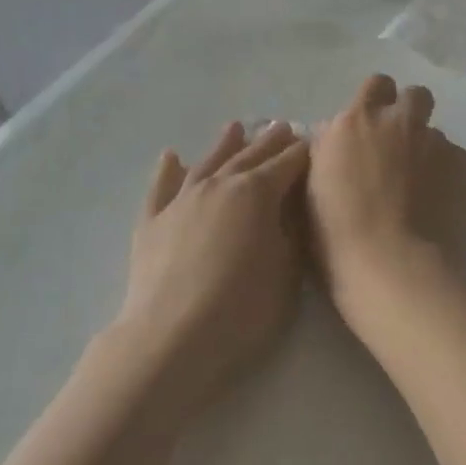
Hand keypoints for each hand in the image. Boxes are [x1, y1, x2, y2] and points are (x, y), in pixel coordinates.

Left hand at [121, 121, 309, 412]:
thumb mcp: (287, 272)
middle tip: (282, 127)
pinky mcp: (152, 222)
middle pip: (249, 156)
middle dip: (269, 141)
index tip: (314, 144)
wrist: (172, 337)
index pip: (287, 164)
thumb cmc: (242, 309)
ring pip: (207, 162)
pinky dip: (168, 169)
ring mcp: (181, 200)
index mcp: (257, 193)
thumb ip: (292, 232)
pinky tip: (171, 156)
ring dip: (224, 144)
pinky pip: (160, 187)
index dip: (302, 153)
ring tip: (235, 127)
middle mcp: (219, 185)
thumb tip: (291, 206)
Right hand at [308, 76, 465, 328]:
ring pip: (436, 132)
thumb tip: (335, 137)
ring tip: (421, 186)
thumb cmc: (334, 232)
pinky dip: (447, 175)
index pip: (375, 85)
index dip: (377, 102)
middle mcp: (397, 121)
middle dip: (410, 114)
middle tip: (400, 147)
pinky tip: (438, 203)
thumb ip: (327, 150)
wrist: (389, 265)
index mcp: (355, 121)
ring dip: (427, 150)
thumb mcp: (311, 184)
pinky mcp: (462, 166)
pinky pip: (456, 159)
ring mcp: (434, 141)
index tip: (372, 127)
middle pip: (415, 95)